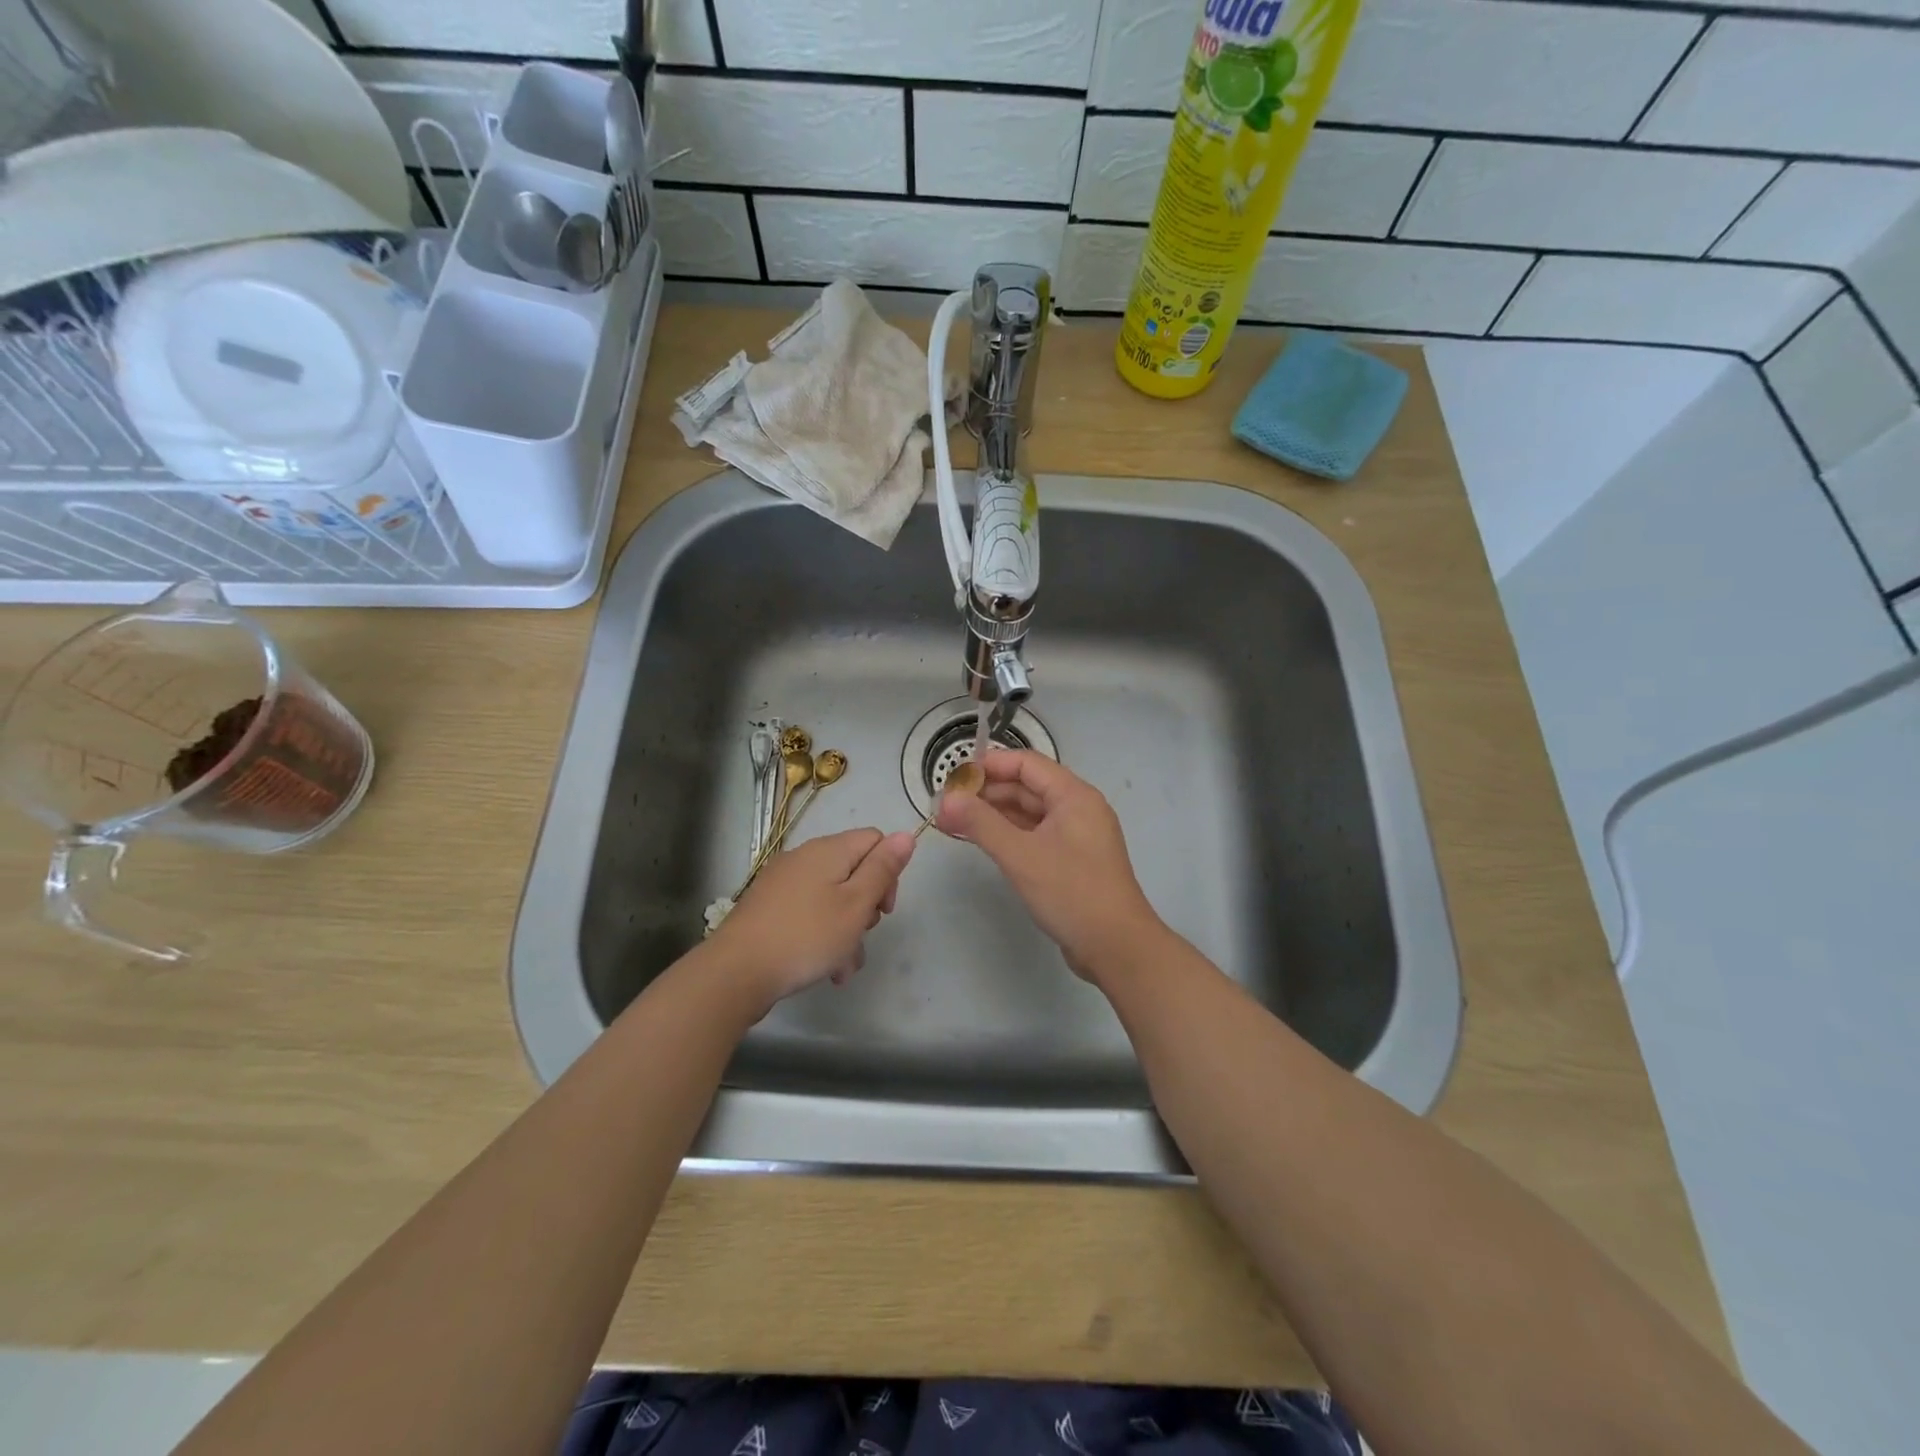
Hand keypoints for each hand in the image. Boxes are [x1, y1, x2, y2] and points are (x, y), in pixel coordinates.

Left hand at [709, 827, 914, 1009]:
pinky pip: (808, 914)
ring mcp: (783, 883)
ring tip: (844, 968)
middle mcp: (804, 858)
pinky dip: (822, 936)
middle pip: (853, 871)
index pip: (874, 840)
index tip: (884, 909)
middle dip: (866, 907)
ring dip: (846, 931)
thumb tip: (906, 834)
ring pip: (832, 899)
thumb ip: (883, 868)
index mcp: (828, 850)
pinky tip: (825, 969)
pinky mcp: (768, 908)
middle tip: (862, 936)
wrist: (736, 972)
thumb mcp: (856, 904)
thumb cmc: (806, 936)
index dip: (888, 871)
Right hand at [936, 751, 1162, 980]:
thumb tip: (945, 800)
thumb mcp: (1021, 855)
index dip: (988, 765)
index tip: (952, 778)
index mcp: (1074, 796)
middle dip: (986, 793)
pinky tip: (982, 841)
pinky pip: (1035, 835)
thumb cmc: (1072, 893)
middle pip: (1027, 787)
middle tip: (945, 806)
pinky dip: (1008, 835)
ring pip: (1029, 813)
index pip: (1026, 764)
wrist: (1117, 948)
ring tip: (953, 823)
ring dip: (993, 815)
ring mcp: (1076, 836)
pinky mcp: (1072, 861)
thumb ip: (980, 823)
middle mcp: (1078, 808)